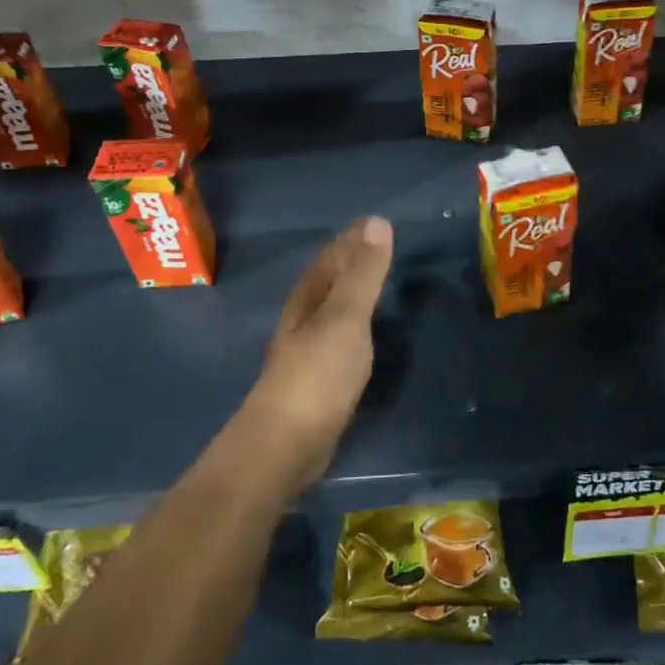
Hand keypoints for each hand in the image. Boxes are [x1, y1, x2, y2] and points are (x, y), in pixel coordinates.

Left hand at [238, 216, 393, 490]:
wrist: (286, 443)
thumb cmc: (318, 375)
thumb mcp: (346, 318)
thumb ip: (363, 274)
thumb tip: (376, 221)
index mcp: (308, 298)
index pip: (332, 256)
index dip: (352, 238)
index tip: (374, 221)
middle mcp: (303, 318)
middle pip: (327, 280)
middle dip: (349, 260)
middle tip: (378, 245)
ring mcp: (307, 351)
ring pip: (331, 308)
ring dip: (350, 291)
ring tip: (375, 281)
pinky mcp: (316, 379)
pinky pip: (339, 336)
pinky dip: (354, 323)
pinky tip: (364, 332)